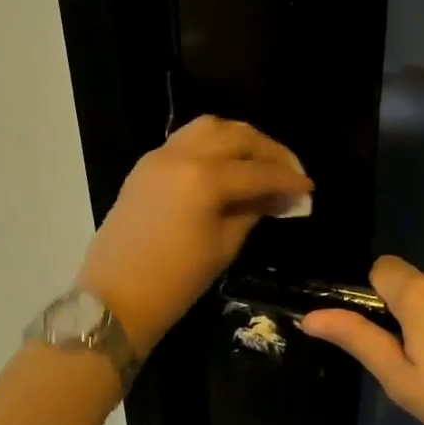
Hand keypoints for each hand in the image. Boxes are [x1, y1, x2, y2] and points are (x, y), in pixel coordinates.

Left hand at [75, 116, 310, 359]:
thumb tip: (281, 196)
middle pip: (236, 136)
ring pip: (209, 128)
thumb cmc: (175, 281)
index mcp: (204, 178)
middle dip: (268, 150)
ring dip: (240, 139)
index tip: (309, 188)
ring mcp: (160, 155)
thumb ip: (254, 211)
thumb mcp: (224, 247)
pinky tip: (228, 164)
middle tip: (290, 170)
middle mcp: (182, 155)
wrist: (114, 297)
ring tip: (260, 161)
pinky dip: (213, 143)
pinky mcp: (146, 164)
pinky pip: (186, 139)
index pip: (258, 171)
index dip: (288, 179)